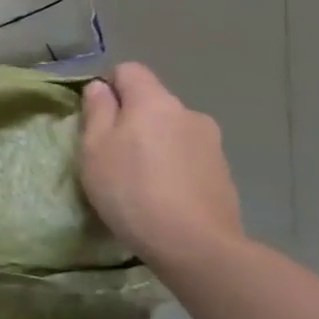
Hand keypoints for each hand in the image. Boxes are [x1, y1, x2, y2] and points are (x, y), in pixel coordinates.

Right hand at [78, 63, 244, 269]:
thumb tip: (101, 88)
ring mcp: (211, 143)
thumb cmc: (132, 191)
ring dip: (155, 145)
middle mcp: (187, 112)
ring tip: (142, 182)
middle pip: (151, 102)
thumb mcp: (95, 149)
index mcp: (154, 101)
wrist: (196, 247)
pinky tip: (166, 197)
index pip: (129, 70)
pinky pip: (188, 156)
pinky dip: (174, 167)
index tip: (97, 119)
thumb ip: (97, 111)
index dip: (109, 87)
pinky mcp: (224, 173)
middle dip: (132, 120)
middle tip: (113, 156)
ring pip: (171, 130)